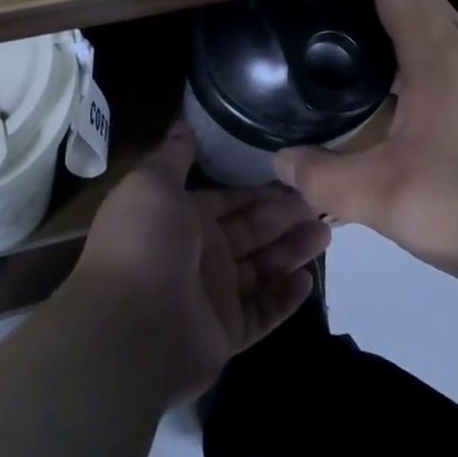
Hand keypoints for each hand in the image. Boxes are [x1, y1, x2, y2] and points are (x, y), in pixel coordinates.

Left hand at [66, 123, 330, 401]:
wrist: (130, 328)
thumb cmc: (144, 244)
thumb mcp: (152, 184)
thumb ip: (173, 156)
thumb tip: (183, 123)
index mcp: (180, 219)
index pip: (226, 201)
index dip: (256, 191)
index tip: (293, 177)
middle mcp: (198, 255)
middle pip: (250, 232)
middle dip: (283, 217)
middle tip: (322, 202)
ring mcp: (212, 296)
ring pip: (261, 269)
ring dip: (292, 251)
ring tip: (327, 232)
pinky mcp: (226, 332)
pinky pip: (262, 312)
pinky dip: (284, 297)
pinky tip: (308, 279)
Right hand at [273, 0, 457, 284]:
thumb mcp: (387, 200)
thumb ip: (324, 179)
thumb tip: (279, 160)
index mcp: (440, 57)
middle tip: (315, 1)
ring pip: (431, 26)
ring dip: (389, 19)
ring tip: (339, 35)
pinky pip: (441, 56)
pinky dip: (406, 51)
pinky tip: (383, 86)